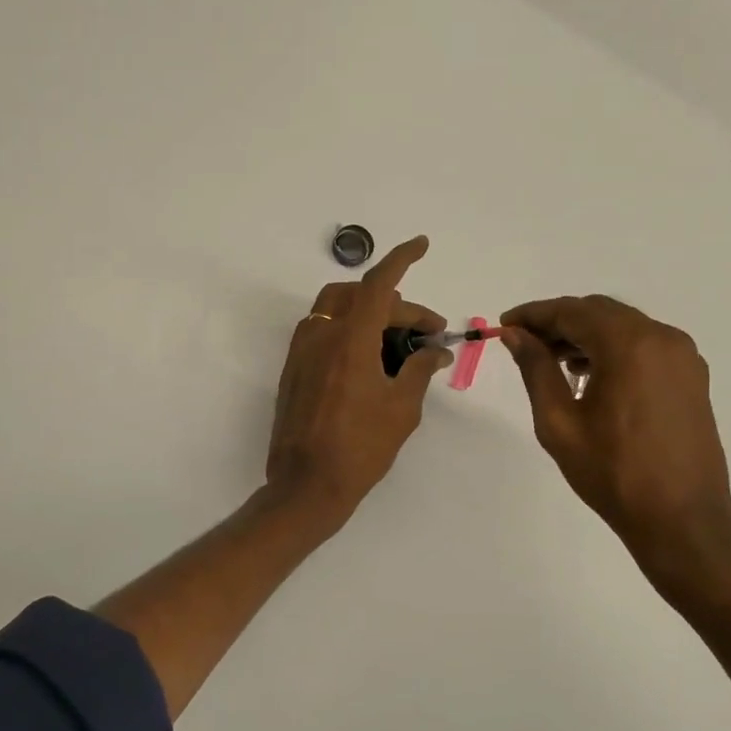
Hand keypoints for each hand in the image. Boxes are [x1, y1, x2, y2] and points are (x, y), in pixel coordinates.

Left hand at [266, 236, 452, 528]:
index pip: (378, 284)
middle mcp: (320, 336)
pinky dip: (349, 329)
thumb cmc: (360, 449)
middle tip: (427, 332)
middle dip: (397, 305)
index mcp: (349, 340)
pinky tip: (369, 358)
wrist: (306, 486)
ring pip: (336, 308)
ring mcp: (301, 352)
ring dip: (369, 313)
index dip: (401, 258)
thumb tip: (437, 350)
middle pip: (360, 296)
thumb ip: (420, 369)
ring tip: (398, 341)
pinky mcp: (293, 369)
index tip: (422, 244)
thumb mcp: (402, 408)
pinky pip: (323, 330)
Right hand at [500, 294, 730, 592]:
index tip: (505, 325)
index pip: (572, 312)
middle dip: (559, 322)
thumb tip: (516, 335)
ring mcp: (682, 356)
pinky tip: (590, 377)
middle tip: (524, 344)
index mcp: (629, 345)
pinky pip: (644, 346)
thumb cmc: (611, 473)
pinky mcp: (691, 376)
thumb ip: (536, 369)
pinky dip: (612, 349)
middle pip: (600, 312)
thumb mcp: (558, 422)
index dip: (534, 315)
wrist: (680, 519)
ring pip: (624, 327)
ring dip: (586, 335)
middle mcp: (662, 338)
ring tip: (554, 362)